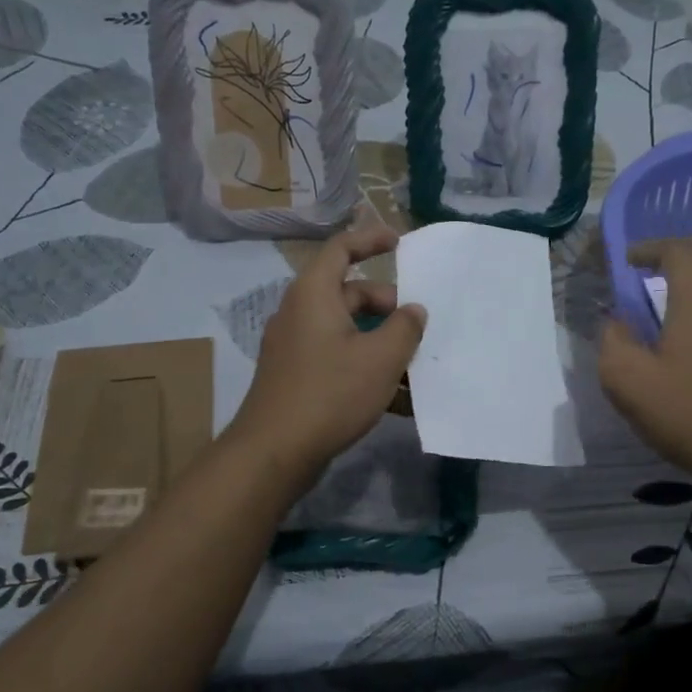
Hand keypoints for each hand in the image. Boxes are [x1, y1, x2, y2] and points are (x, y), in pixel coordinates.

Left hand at [225, 226, 425, 481]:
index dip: (370, 239)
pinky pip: (336, 358)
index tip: (399, 242)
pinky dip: (364, 366)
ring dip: (380, 342)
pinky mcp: (296, 376)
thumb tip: (413, 311)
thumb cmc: (330, 393)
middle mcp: (300, 313)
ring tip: (413, 367)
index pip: (342, 248)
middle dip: (387, 306)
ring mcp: (295, 346)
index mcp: (314, 294)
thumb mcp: (381, 358)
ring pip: (346, 330)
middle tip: (417, 327)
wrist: (275, 452)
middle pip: (349, 293)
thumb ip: (405, 328)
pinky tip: (394, 398)